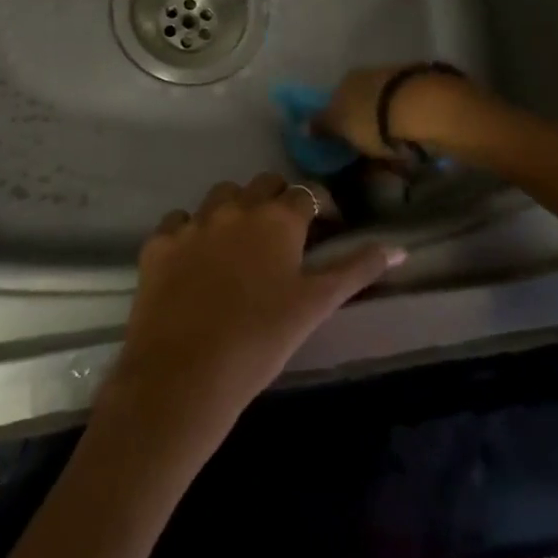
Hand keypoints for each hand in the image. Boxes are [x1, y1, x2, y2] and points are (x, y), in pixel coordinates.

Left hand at [102, 174, 403, 453]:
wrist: (184, 374)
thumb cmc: (261, 340)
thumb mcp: (316, 305)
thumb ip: (357, 270)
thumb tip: (399, 248)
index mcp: (277, 219)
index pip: (305, 194)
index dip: (317, 208)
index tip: (323, 229)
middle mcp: (235, 208)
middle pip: (262, 184)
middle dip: (276, 200)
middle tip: (281, 238)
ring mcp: (193, 222)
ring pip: (219, 197)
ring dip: (233, 210)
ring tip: (237, 247)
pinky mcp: (159, 243)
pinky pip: (179, 222)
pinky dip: (190, 233)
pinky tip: (193, 262)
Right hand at [317, 64, 478, 161]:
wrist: (426, 108)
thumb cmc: (373, 119)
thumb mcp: (340, 125)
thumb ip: (322, 126)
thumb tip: (301, 125)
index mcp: (347, 80)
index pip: (336, 100)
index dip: (338, 123)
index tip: (343, 146)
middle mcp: (372, 75)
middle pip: (364, 104)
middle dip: (366, 127)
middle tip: (369, 158)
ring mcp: (402, 82)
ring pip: (389, 110)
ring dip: (389, 131)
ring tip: (395, 160)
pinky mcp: (428, 94)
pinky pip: (411, 118)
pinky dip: (409, 132)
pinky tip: (414, 150)